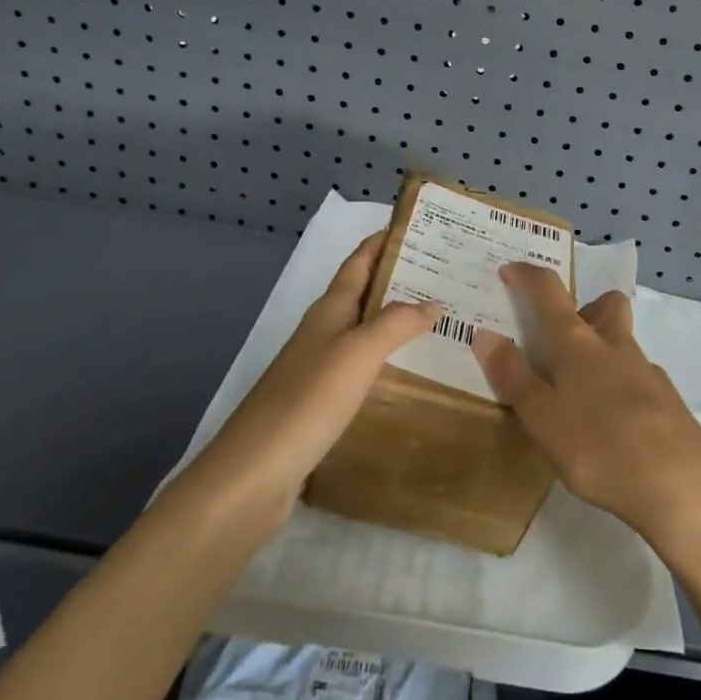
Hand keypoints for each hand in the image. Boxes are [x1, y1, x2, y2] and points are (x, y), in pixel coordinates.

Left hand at [193, 232, 441, 521]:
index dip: (383, 240)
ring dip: (395, 321)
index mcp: (329, 310)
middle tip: (446, 276)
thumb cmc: (309, 400)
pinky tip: (409, 374)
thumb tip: (433, 301)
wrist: (254, 473)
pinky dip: (387, 360)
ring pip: (363, 332)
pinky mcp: (320, 403)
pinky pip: (361, 368)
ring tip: (439, 321)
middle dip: (399, 279)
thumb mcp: (358, 352)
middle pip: (362, 293)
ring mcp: (318, 368)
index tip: (417, 226)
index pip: (358, 261)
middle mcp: (322, 331)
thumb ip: (397, 323)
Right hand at [472, 263, 700, 556]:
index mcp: (577, 344)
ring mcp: (647, 371)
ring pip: (623, 342)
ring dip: (603, 350)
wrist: (679, 484)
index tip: (510, 271)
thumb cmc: (598, 448)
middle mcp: (614, 346)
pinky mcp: (668, 400)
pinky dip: (622, 387)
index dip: (528, 276)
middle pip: (606, 305)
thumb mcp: (542, 418)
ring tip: (582, 391)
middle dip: (586, 307)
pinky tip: (614, 424)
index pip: (549, 292)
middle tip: (564, 337)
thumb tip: (485, 334)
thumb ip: (513, 376)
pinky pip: (639, 378)